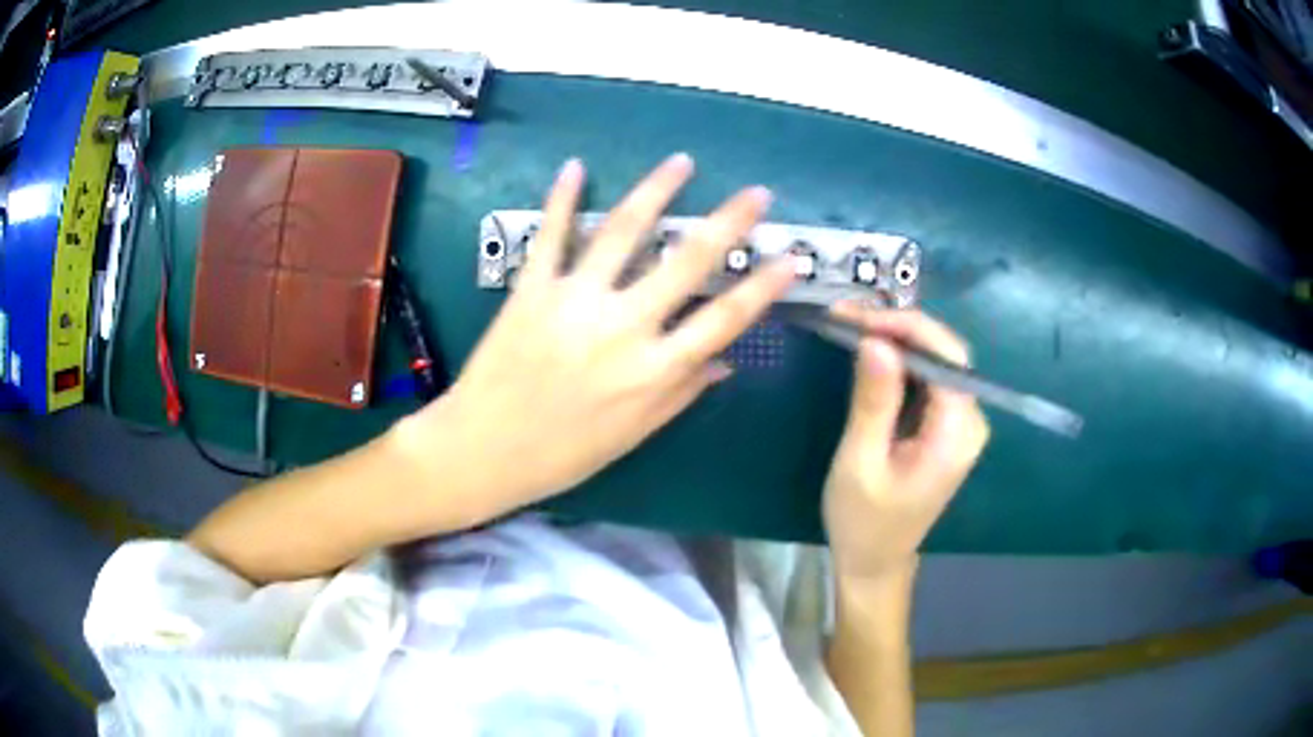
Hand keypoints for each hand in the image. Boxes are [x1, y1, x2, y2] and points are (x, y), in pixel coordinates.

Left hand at [399, 154, 795, 519]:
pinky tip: (574, 167)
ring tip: (682, 162)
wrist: (482, 451)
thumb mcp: (631, 436)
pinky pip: (550, 236)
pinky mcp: (531, 289)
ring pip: (623, 233)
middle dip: (728, 223)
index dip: (763, 287)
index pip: (724, 320)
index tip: (791, 257)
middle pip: (687, 263)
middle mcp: (622, 328)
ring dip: (656, 192)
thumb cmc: (561, 455)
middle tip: (756, 193)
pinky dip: (560, 199)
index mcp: (653, 372)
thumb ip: (680, 395)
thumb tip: (725, 362)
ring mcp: (574, 301)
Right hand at [822, 304, 989, 582]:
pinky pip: (930, 378)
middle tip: (847, 318)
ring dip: (898, 339)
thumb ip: (873, 401)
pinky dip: (900, 360)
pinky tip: (871, 352)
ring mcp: (961, 424)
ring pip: (938, 360)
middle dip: (899, 327)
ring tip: (851, 327)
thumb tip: (876, 340)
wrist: (875, 561)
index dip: (906, 326)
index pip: (947, 357)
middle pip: (947, 353)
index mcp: (955, 435)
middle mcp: (970, 423)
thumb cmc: (863, 522)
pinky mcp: (946, 426)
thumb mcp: (860, 463)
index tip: (857, 317)